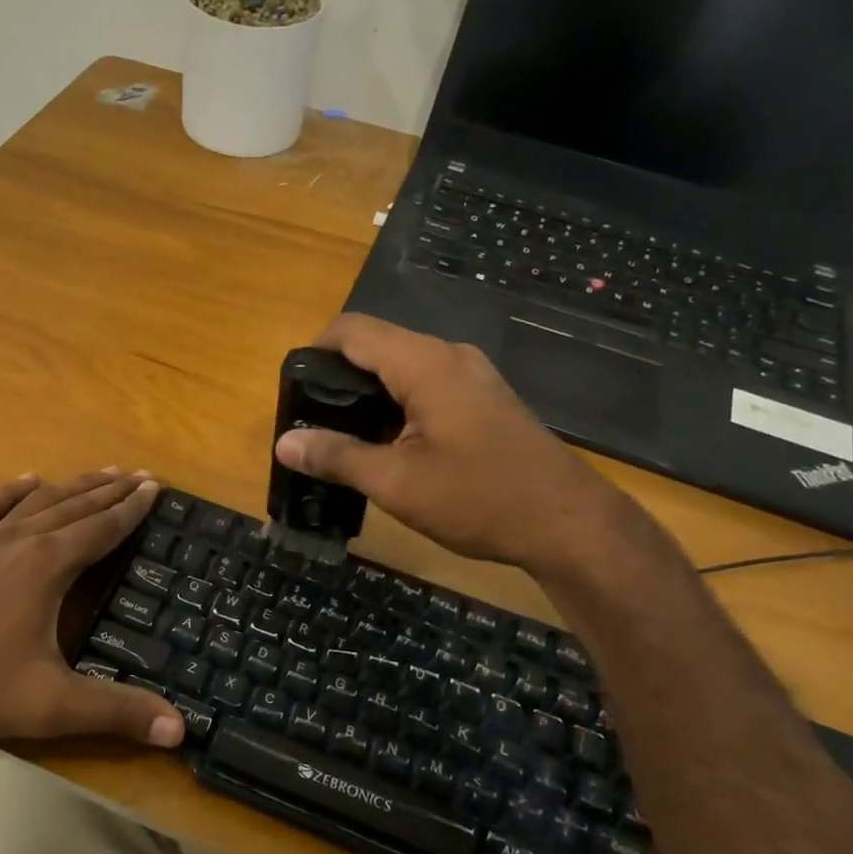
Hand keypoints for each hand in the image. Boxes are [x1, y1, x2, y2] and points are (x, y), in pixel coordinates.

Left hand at [0, 470, 183, 750]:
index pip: (102, 528)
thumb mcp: (53, 705)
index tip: (155, 488)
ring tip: (101, 472)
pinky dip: (9, 491)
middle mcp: (17, 541)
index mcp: (46, 566)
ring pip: (36, 502)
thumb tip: (180, 731)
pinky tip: (26, 479)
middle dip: (111, 490)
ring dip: (72, 485)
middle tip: (140, 475)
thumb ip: (118, 711)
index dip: (132, 509)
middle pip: (74, 506)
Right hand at [274, 314, 629, 575]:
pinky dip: (397, 403)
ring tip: (343, 437)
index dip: (315, 350)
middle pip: (378, 345)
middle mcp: (450, 356)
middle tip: (312, 422)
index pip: (353, 330)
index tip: (294, 389)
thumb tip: (284, 443)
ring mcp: (472, 376)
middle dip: (338, 376)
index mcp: (425, 364)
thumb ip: (336, 457)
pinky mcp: (485, 399)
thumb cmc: (478, 498)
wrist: (568, 523)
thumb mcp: (396, 483)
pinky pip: (427, 384)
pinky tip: (388, 444)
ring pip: (403, 366)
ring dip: (369, 394)